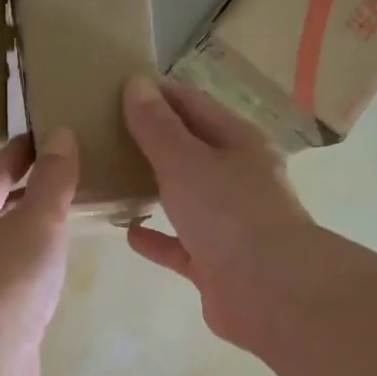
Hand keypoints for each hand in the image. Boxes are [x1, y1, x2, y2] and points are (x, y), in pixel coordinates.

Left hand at [0, 129, 78, 375]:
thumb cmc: (8, 282)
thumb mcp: (38, 222)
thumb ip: (54, 180)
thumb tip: (61, 135)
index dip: (24, 149)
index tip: (54, 136)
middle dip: (29, 188)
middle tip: (70, 175)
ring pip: (2, 241)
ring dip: (30, 226)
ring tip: (69, 218)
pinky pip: (10, 272)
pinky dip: (31, 260)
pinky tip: (54, 268)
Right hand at [122, 77, 321, 350]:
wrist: (268, 290)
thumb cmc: (229, 214)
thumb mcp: (186, 162)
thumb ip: (157, 128)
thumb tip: (137, 84)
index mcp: (240, 143)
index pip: (195, 106)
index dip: (160, 94)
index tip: (119, 87)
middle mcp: (238, 179)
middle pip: (192, 151)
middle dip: (155, 141)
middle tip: (108, 131)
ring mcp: (229, 223)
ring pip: (186, 198)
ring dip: (155, 188)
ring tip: (114, 178)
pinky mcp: (215, 263)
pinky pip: (179, 244)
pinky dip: (156, 238)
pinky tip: (128, 232)